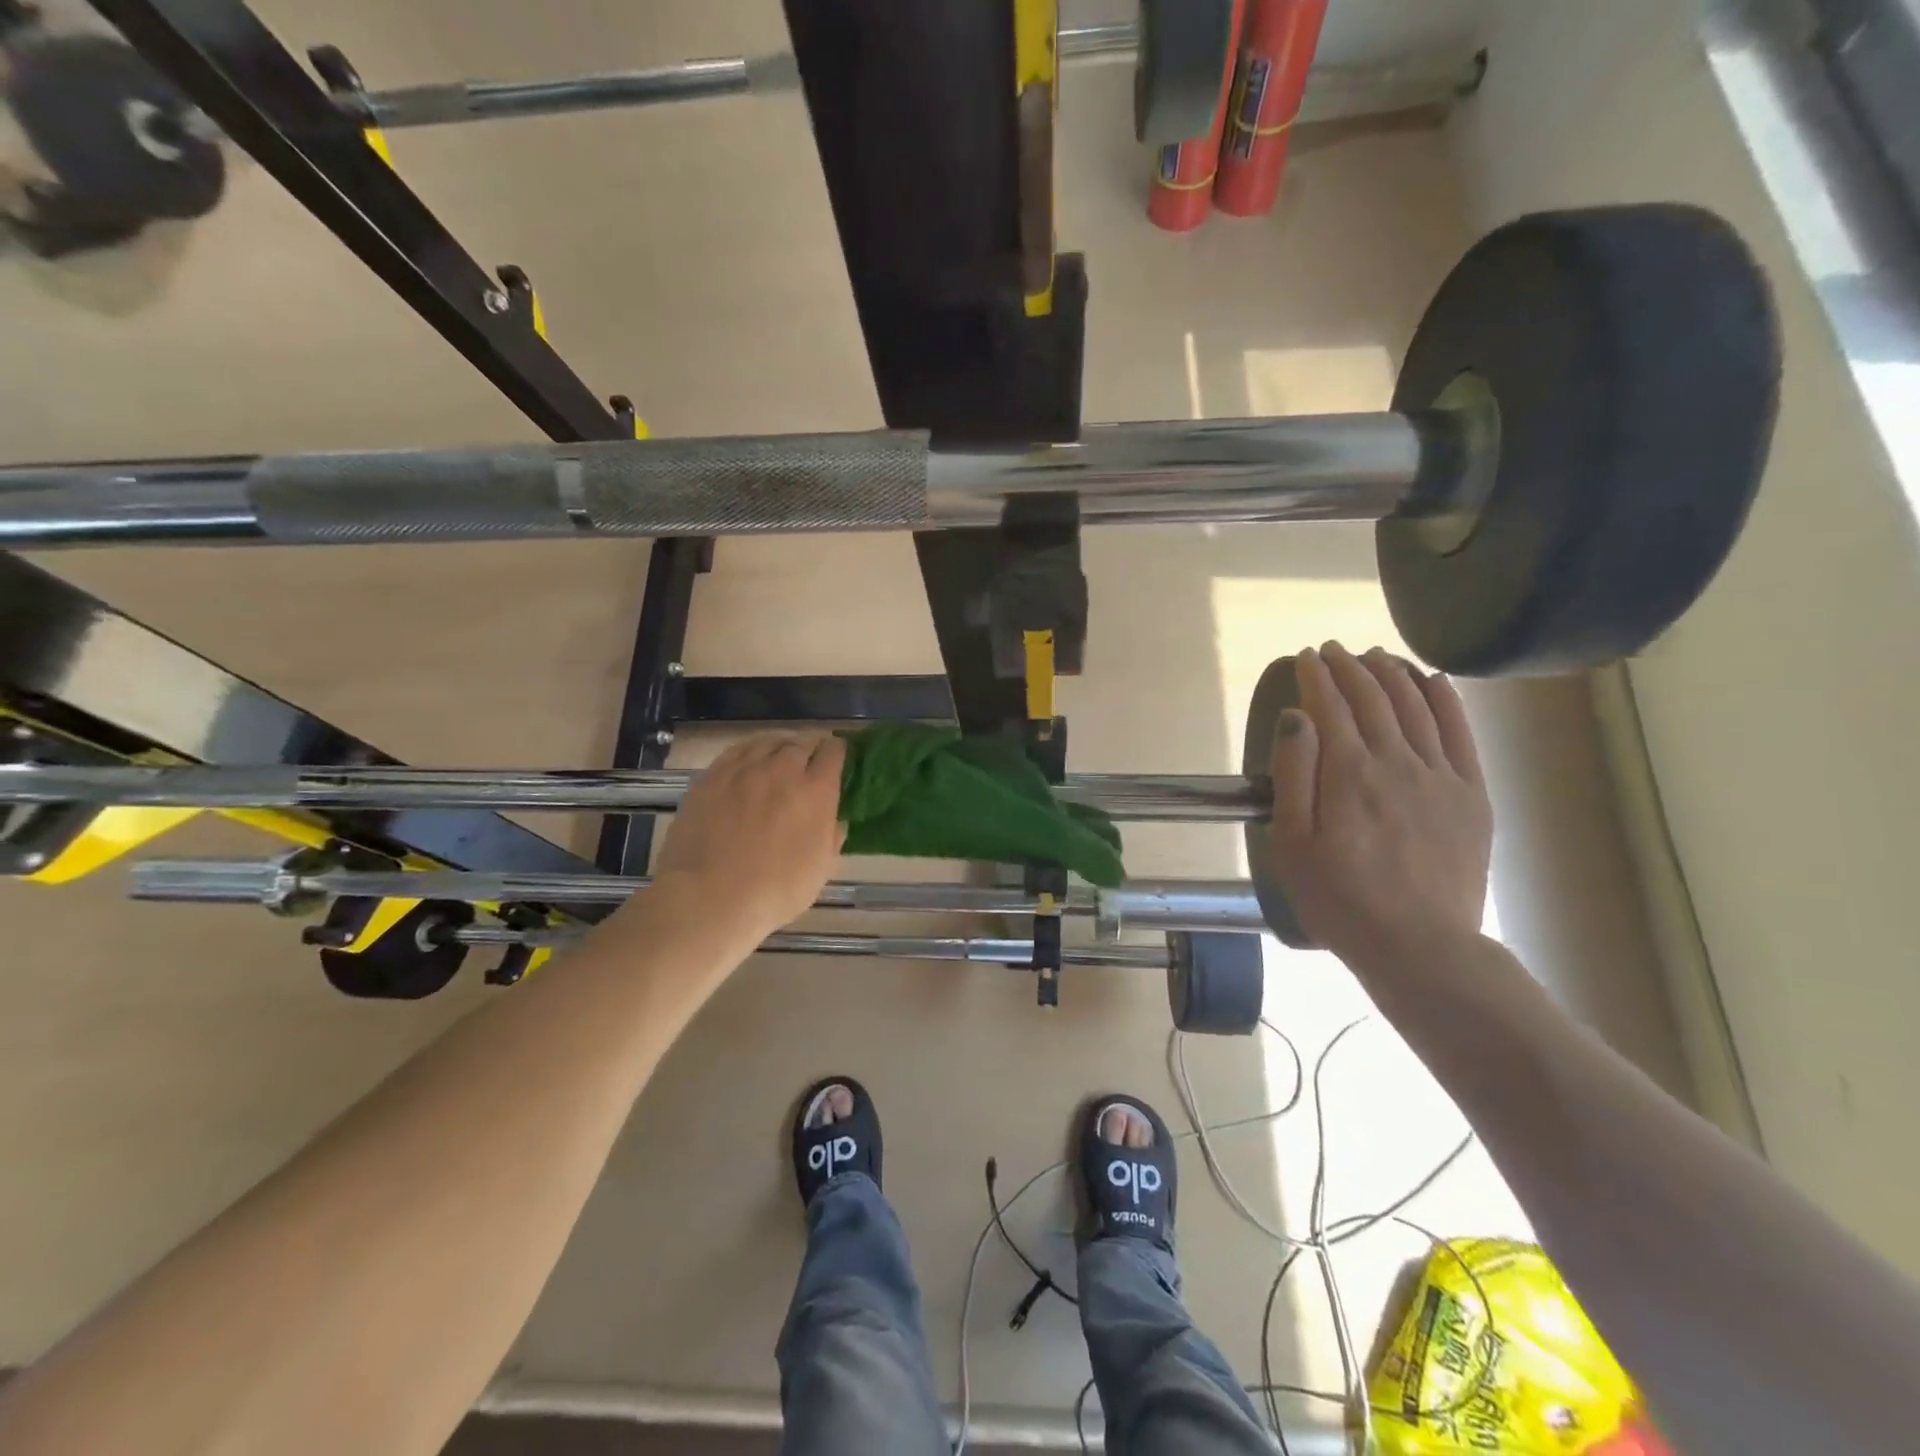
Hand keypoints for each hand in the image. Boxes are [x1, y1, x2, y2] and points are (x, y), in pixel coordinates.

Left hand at [649, 732, 846, 942]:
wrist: (709, 899)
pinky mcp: (712, 776)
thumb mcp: (822, 868)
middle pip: (802, 742)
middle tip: (810, 763)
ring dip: (780, 747)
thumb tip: (833, 817)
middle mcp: (782, 769)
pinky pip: (737, 750)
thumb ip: (832, 835)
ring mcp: (743, 770)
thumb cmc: (775, 891)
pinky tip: (750, 761)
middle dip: (811, 749)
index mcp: (816, 791)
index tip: (837, 761)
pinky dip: (751, 751)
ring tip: (780, 758)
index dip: (838, 752)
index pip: (833, 752)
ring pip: (768, 742)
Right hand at [1267, 643, 1491, 972]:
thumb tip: (1298, 717)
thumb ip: (1294, 775)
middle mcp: (1397, 762)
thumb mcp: (1292, 844)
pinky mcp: (1472, 796)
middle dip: (1350, 667)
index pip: (1330, 707)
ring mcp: (1441, 777)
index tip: (1306, 656)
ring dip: (1393, 674)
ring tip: (1376, 656)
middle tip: (1334, 650)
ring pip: (1417, 707)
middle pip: (1373, 699)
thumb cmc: (1339, 899)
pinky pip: (1461, 735)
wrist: (1420, 946)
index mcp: (1349, 774)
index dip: (1316, 676)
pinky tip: (1434, 681)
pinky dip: (1446, 701)